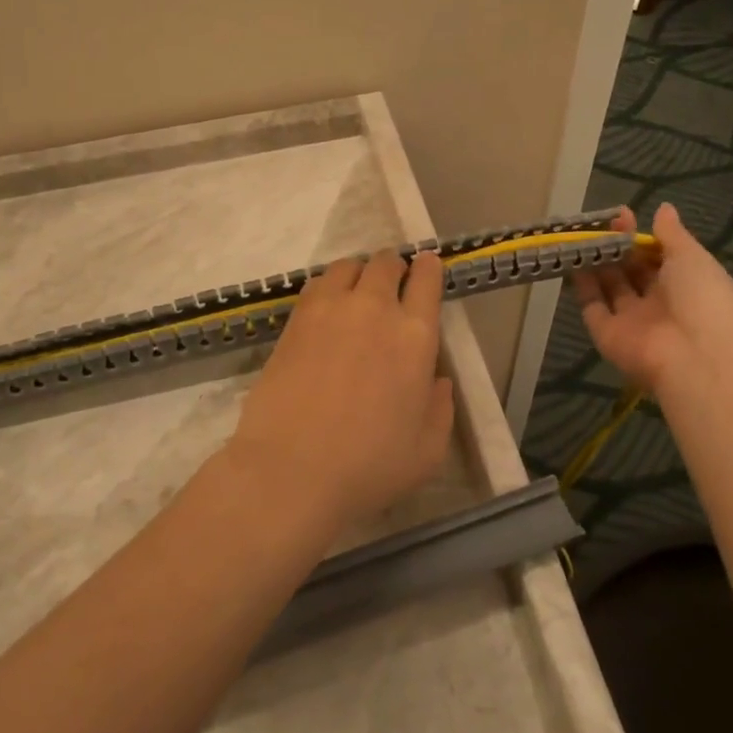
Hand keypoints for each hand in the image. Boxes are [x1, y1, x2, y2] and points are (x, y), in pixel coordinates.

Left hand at [224, 250, 453, 533]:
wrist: (292, 469)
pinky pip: (317, 283)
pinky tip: (326, 308)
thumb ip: (440, 408)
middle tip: (392, 284)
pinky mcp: (295, 319)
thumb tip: (438, 380)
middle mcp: (375, 309)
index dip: (428, 268)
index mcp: (415, 336)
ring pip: (349, 266)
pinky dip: (328, 286)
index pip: (427, 280)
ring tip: (357, 292)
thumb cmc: (368, 466)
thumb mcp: (427, 451)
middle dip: (394, 267)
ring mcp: (331, 309)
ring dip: (360, 273)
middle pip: (386, 263)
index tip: (427, 268)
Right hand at [570, 203, 732, 394]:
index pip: (660, 258)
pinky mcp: (607, 335)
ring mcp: (632, 321)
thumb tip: (664, 209)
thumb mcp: (693, 258)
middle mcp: (659, 304)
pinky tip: (573, 260)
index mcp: (687, 286)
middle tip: (600, 223)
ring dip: (598, 262)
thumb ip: (673, 234)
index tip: (623, 215)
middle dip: (618, 247)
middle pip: (633, 272)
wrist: (695, 359)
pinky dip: (582, 286)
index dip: (642, 237)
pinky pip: (592, 307)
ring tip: (581, 235)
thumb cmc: (703, 300)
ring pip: (610, 288)